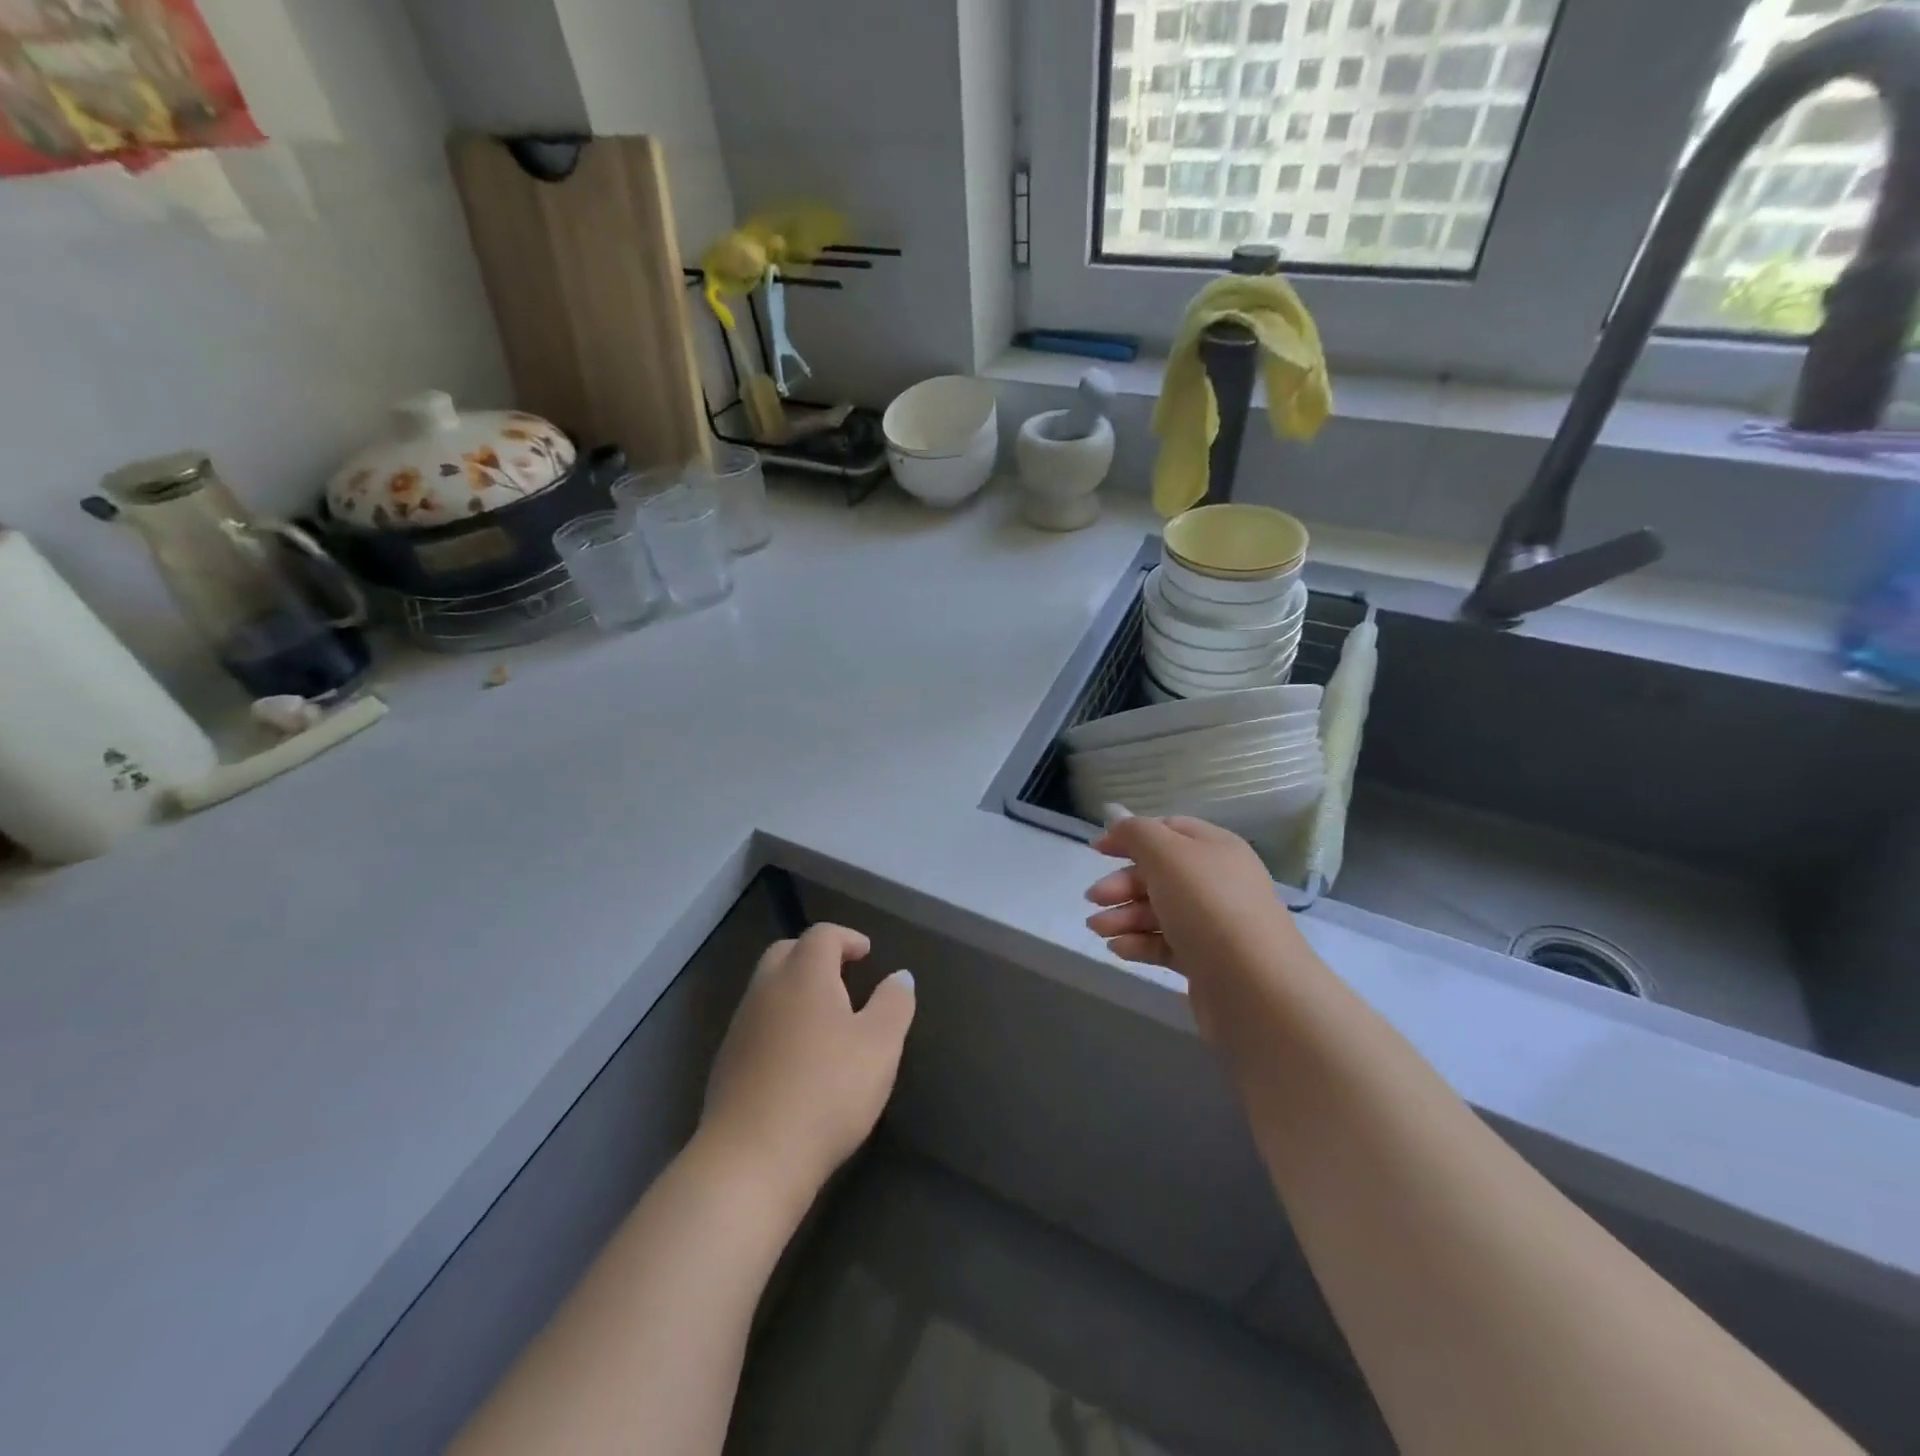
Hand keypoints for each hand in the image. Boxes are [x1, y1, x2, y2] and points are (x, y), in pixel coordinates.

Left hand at [700, 923, 915, 1203]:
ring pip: (767, 988)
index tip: (866, 954)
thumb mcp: (880, 1046)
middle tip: (843, 977)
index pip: (822, 935)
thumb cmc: (827, 1091)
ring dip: (795, 990)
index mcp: (804, 975)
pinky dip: (779, 1023)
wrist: (751, 1159)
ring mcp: (740, 1027)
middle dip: (815, 956)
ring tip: (825, 1019)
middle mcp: (766, 990)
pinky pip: (757, 1024)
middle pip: (786, 952)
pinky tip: (797, 1057)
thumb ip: (894, 1004)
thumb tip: (900, 976)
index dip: (846, 938)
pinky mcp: (726, 1063)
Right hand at [1084, 815, 1303, 1047]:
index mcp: (1215, 848)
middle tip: (1094, 898)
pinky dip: (1140, 942)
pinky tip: (1118, 949)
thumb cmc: (1208, 908)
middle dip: (1122, 883)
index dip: (1130, 836)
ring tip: (1098, 929)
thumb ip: (1137, 833)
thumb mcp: (1167, 855)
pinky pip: (1166, 943)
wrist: (1255, 988)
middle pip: (1159, 873)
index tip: (1096, 850)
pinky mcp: (1206, 961)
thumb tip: (1117, 818)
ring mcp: (1214, 924)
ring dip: (1124, 915)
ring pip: (1159, 910)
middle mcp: (1218, 881)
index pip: (1168, 830)